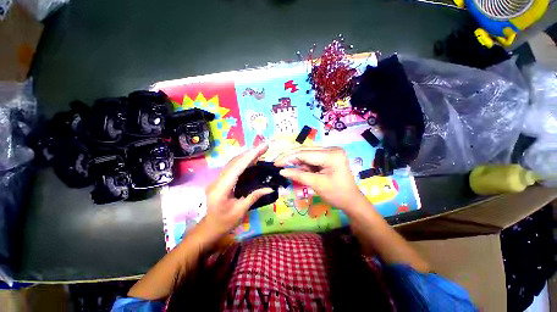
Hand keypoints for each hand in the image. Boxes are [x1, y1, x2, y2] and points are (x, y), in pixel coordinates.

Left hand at [202, 143, 273, 241]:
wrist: (209, 228)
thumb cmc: (224, 222)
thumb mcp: (240, 211)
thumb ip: (254, 196)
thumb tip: (270, 188)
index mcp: (221, 189)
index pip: (236, 168)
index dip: (249, 157)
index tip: (261, 149)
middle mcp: (217, 180)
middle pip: (234, 162)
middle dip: (250, 153)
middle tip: (264, 147)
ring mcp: (217, 179)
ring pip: (232, 162)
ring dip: (246, 155)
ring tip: (259, 150)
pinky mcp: (220, 180)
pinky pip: (232, 167)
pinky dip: (242, 161)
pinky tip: (250, 159)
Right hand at [274, 147, 366, 211]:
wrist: (351, 201)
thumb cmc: (337, 194)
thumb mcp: (317, 184)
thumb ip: (298, 175)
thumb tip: (282, 171)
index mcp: (332, 155)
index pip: (305, 154)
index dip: (288, 158)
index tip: (276, 163)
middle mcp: (331, 149)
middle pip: (305, 151)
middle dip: (290, 157)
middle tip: (277, 163)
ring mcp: (330, 152)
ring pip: (306, 154)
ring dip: (295, 161)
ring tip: (284, 166)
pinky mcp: (327, 157)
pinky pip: (311, 158)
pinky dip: (302, 164)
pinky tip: (295, 168)